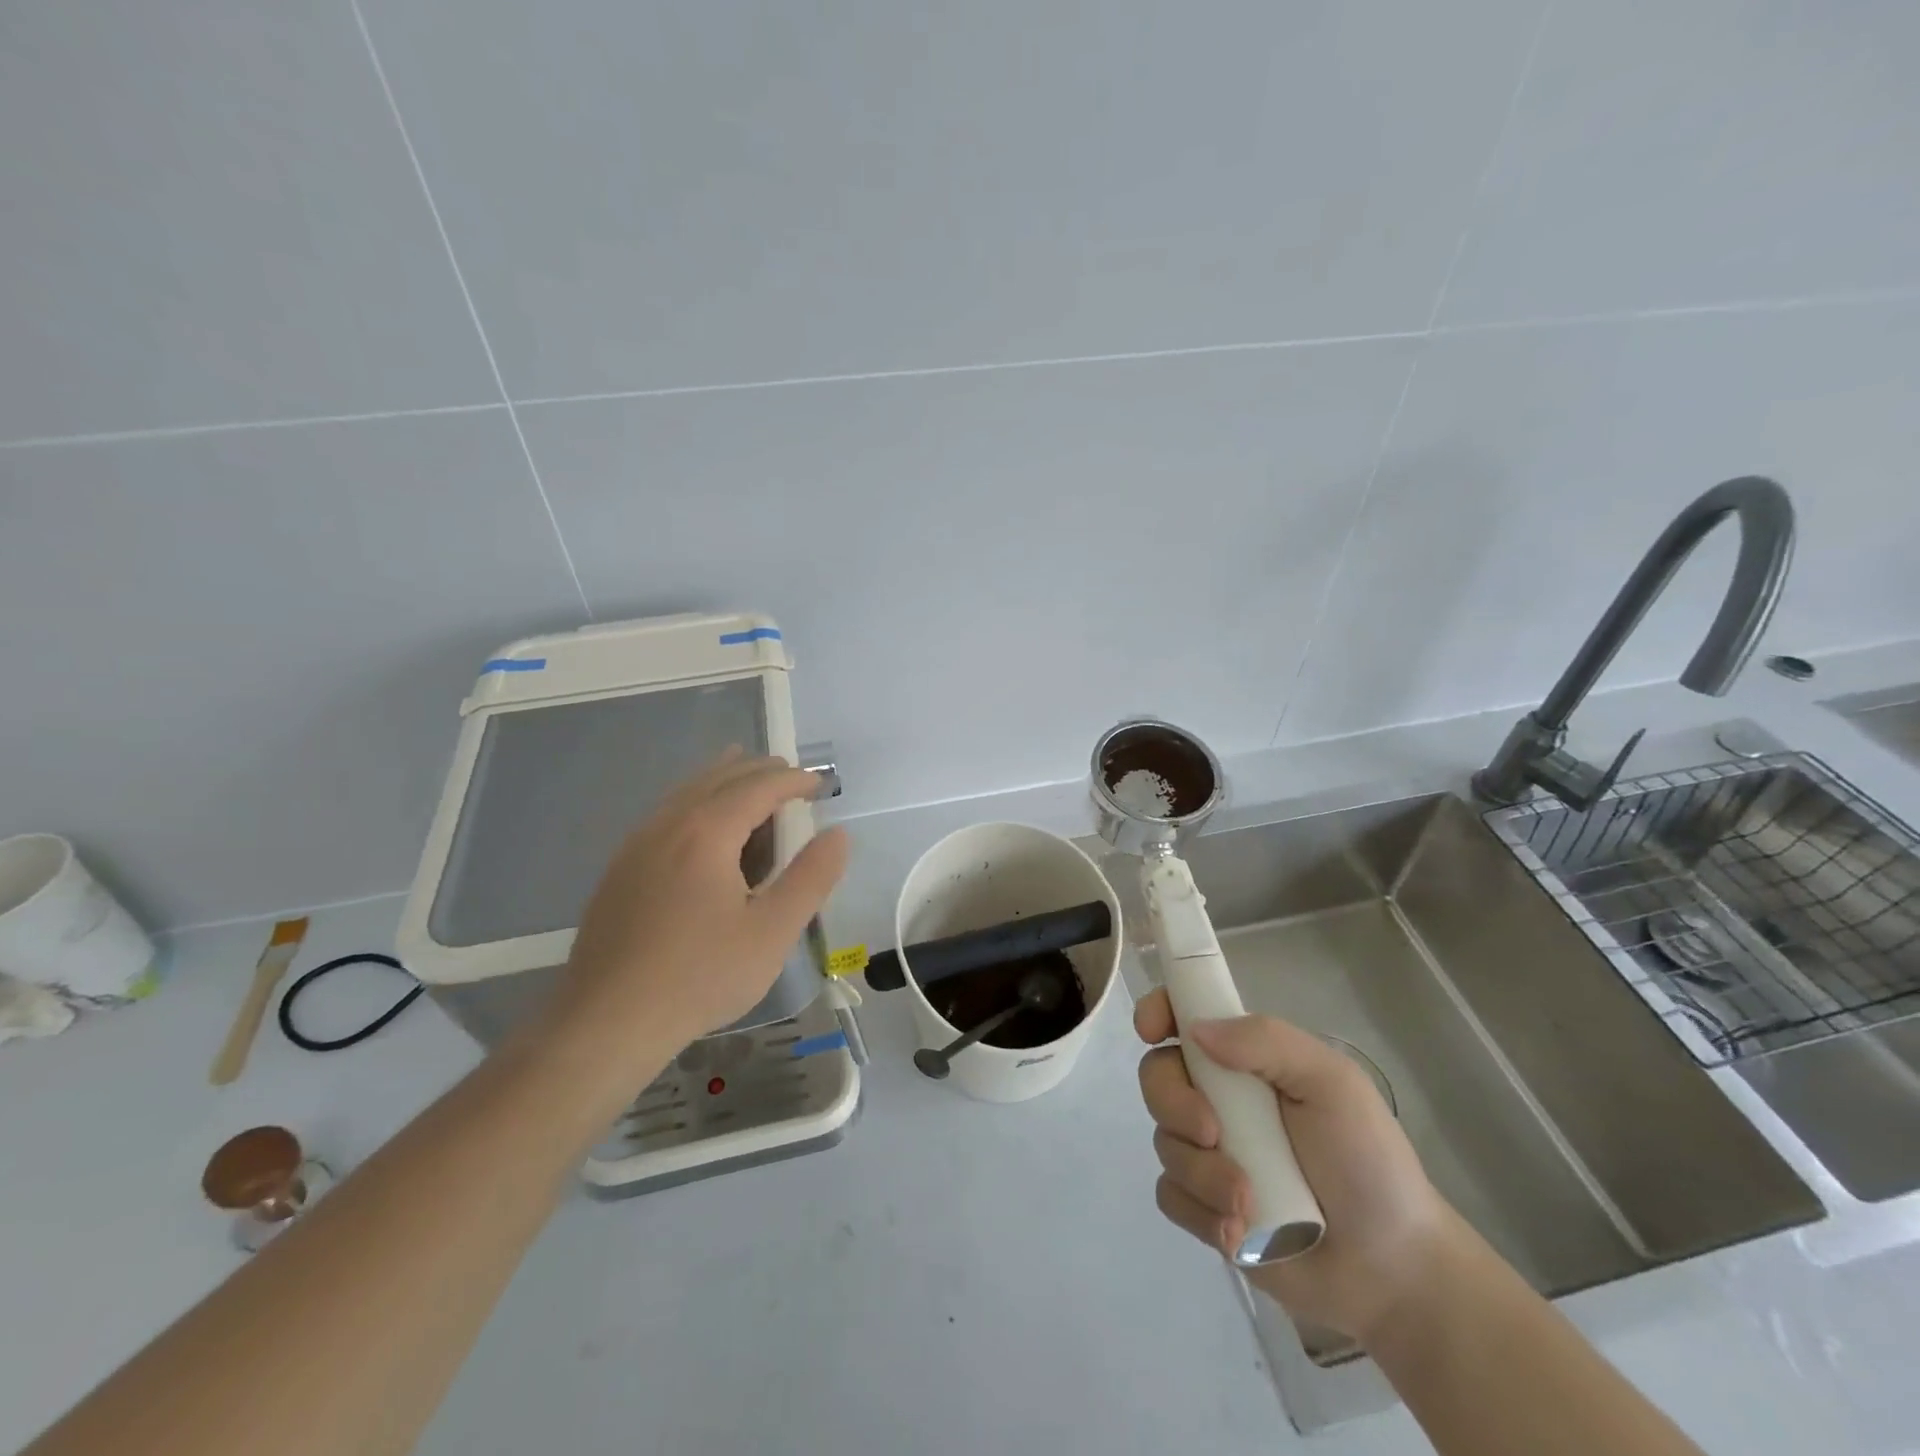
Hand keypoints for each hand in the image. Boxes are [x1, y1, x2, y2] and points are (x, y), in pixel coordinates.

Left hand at [554, 751, 849, 1066]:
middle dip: (759, 771)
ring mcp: (637, 845)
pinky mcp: (620, 869)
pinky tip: (703, 827)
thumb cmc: (700, 976)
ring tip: (749, 780)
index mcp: (706, 832)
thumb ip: (811, 878)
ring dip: (724, 780)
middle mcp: (668, 824)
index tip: (820, 783)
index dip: (793, 780)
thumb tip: (838, 834)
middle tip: (791, 777)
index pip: (758, 786)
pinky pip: (666, 814)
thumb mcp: (772, 932)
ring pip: (687, 792)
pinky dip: (697, 802)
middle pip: (719, 777)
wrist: (607, 1022)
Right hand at [1135, 990, 1454, 1343]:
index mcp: (1245, 1060)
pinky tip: (1239, 1232)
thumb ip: (1268, 1042)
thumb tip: (1196, 1031)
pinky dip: (1199, 1212)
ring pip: (1164, 1141)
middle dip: (1175, 1104)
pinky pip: (1170, 1195)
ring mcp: (1208, 1152)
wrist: (1393, 1268)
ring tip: (1249, 1204)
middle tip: (1213, 1134)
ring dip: (1201, 1173)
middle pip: (1158, 1077)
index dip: (1157, 1012)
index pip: (1183, 1015)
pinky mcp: (1205, 1205)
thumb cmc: (1367, 1161)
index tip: (1151, 1032)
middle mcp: (1218, 1097)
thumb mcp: (1332, 1083)